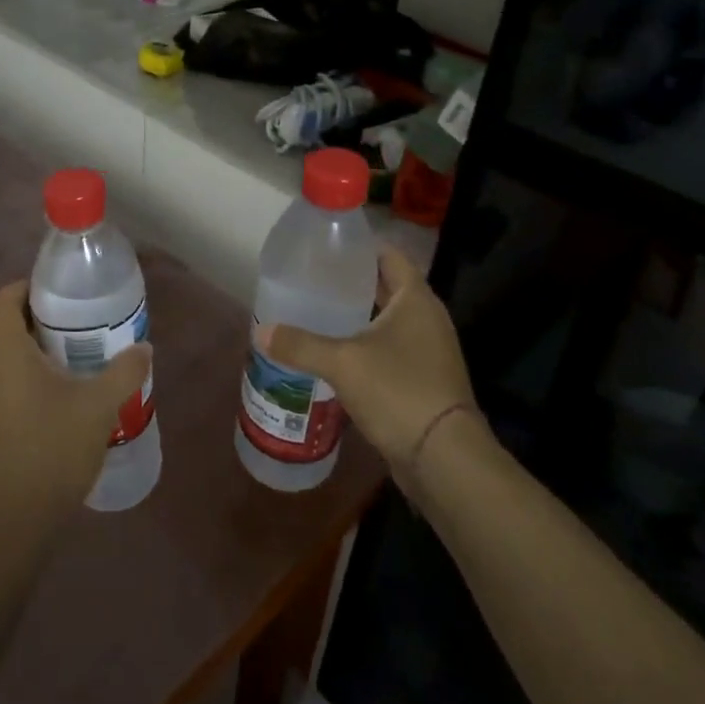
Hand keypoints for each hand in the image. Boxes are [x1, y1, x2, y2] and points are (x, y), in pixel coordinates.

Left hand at [0, 281, 150, 524]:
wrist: (16, 519)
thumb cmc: (54, 448)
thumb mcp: (99, 405)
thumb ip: (124, 371)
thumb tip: (144, 348)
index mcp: (6, 353)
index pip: (1, 300)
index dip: (25, 287)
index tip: (57, 293)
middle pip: (7, 328)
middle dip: (42, 322)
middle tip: (81, 328)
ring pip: (8, 360)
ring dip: (38, 355)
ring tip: (78, 365)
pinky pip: (6, 387)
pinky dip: (30, 382)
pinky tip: (63, 404)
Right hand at [256, 247, 481, 471]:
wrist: (444, 457)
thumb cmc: (398, 391)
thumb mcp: (342, 363)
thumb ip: (300, 344)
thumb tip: (260, 332)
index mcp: (415, 299)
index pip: (389, 256)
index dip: (360, 247)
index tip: (327, 246)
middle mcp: (426, 318)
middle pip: (386, 288)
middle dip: (352, 283)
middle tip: (312, 279)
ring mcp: (428, 351)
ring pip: (387, 321)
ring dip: (358, 317)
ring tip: (317, 313)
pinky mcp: (424, 380)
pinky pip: (390, 350)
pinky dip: (365, 346)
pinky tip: (335, 354)